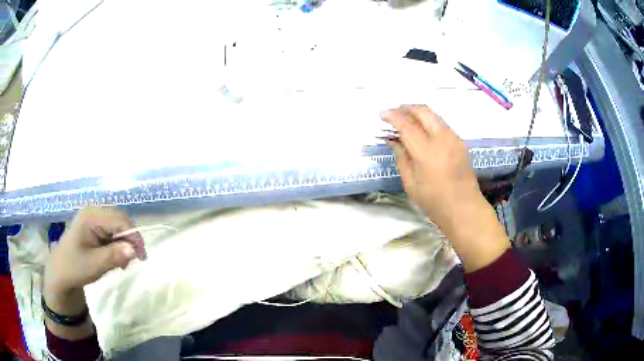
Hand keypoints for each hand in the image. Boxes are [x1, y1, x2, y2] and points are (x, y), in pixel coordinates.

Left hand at [43, 207, 143, 339]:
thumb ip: (114, 256)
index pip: (120, 220)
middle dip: (129, 239)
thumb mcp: (95, 265)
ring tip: (122, 261)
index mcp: (91, 216)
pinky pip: (112, 229)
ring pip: (118, 224)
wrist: (61, 271)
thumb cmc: (75, 267)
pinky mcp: (93, 224)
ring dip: (124, 242)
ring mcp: (93, 216)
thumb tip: (134, 250)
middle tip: (132, 260)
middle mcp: (93, 210)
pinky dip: (117, 242)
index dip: (134, 236)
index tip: (142, 257)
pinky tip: (115, 255)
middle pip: (120, 219)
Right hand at [380, 105, 479, 230]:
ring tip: (407, 120)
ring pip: (434, 115)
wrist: (464, 208)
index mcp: (426, 153)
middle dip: (406, 107)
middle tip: (394, 113)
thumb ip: (401, 157)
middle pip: (422, 111)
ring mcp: (454, 139)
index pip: (407, 125)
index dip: (392, 115)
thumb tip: (393, 140)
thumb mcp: (410, 183)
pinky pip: (442, 124)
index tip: (382, 114)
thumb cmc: (434, 201)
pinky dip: (429, 122)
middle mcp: (442, 140)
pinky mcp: (460, 142)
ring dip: (418, 113)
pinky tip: (423, 132)